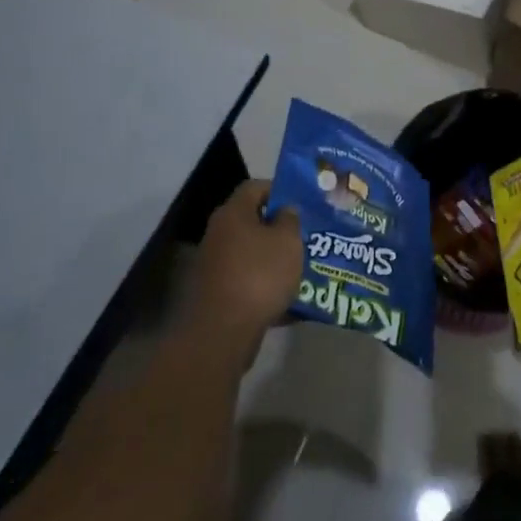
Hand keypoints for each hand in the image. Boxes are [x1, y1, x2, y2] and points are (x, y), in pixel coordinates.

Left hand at [189, 179, 302, 351]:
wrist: (222, 332)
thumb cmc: (259, 275)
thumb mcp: (287, 241)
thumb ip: (290, 220)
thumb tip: (284, 211)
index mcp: (233, 214)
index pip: (255, 187)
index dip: (279, 189)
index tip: (301, 202)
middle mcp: (219, 235)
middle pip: (252, 222)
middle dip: (280, 229)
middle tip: (306, 235)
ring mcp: (215, 266)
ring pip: (252, 255)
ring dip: (275, 260)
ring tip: (303, 268)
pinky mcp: (217, 295)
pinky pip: (248, 283)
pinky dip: (266, 288)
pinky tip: (290, 301)